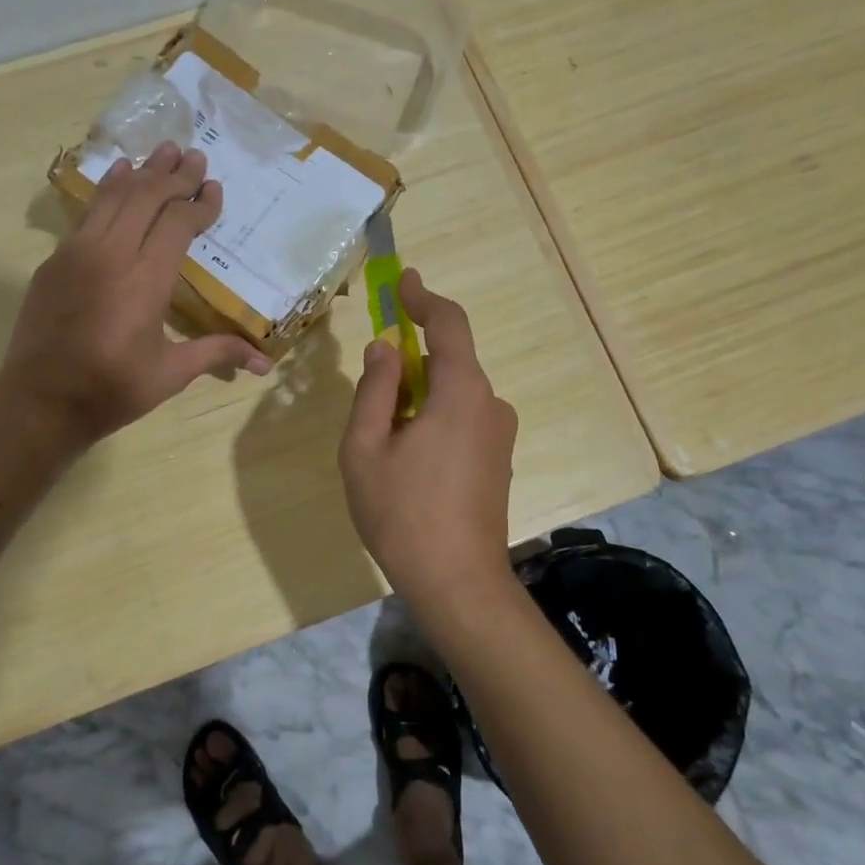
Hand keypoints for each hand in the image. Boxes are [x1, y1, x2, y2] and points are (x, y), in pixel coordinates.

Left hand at [0, 142, 272, 446]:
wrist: (40, 402)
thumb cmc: (112, 389)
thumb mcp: (171, 373)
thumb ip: (217, 353)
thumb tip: (266, 363)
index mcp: (146, 280)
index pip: (178, 224)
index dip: (200, 203)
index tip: (215, 188)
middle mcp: (112, 254)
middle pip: (147, 197)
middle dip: (174, 175)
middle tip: (195, 156)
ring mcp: (78, 253)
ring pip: (114, 196)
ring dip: (142, 171)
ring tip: (163, 150)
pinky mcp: (55, 261)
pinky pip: (88, 213)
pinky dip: (108, 189)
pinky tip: (118, 175)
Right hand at [338, 269, 516, 593]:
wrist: (458, 584)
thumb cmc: (402, 514)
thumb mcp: (365, 448)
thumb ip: (374, 390)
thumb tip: (384, 349)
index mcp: (460, 393)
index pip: (448, 325)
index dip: (423, 298)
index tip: (402, 280)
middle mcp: (490, 404)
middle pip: (449, 360)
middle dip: (409, 361)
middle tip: (371, 387)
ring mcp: (499, 434)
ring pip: (453, 393)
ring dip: (417, 397)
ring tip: (382, 442)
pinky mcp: (498, 459)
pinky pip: (462, 418)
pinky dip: (432, 418)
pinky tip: (407, 461)